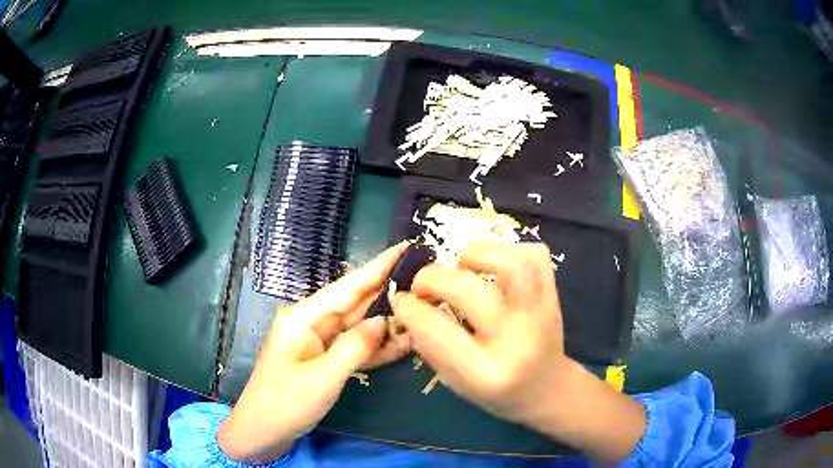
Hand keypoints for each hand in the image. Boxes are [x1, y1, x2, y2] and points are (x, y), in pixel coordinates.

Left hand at [218, 243, 410, 463]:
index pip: (348, 287)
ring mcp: (319, 341)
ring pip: (358, 326)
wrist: (263, 430)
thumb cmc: (286, 402)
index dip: (378, 267)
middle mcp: (313, 322)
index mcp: (305, 317)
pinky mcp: (324, 359)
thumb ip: (356, 346)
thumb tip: (383, 321)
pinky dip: (376, 346)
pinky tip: (402, 343)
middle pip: (355, 302)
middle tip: (422, 277)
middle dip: (387, 289)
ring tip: (421, 309)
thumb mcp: (324, 377)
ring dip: (386, 322)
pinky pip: (354, 347)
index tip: (404, 247)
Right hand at [392, 242, 645, 459]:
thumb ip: (429, 343)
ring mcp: (541, 313)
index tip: (402, 300)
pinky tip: (494, 266)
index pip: (436, 329)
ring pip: (512, 263)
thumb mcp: (455, 382)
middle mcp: (516, 340)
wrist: (546, 389)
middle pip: (470, 291)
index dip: (410, 308)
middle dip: (433, 278)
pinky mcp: (554, 295)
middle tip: (424, 285)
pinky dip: (509, 250)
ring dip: (476, 254)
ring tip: (462, 267)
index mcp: (485, 372)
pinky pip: (536, 255)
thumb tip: (407, 302)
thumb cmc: (496, 392)